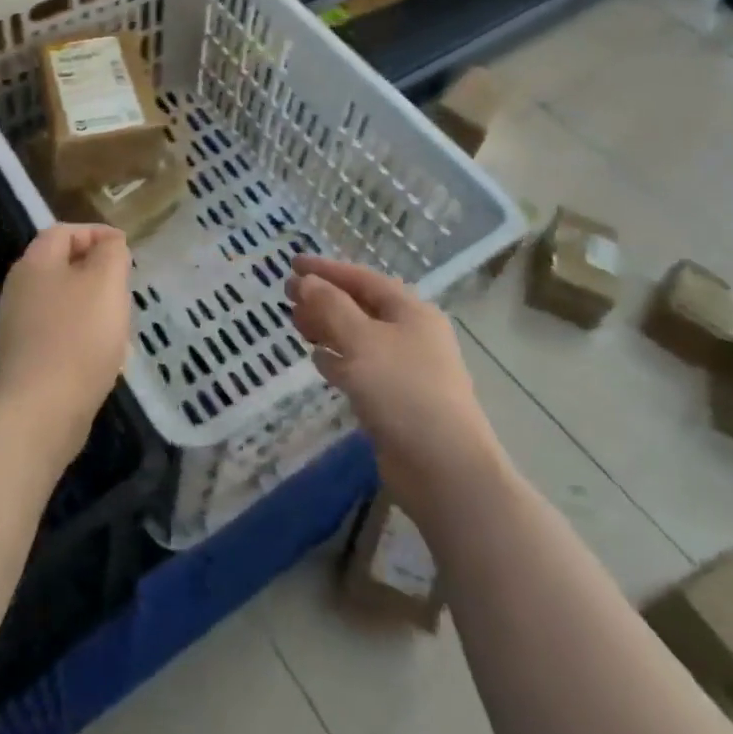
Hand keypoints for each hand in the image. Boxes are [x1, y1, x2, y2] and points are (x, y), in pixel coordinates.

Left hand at [0, 224, 131, 462]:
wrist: (41, 411)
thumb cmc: (79, 336)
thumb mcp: (106, 282)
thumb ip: (111, 253)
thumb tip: (109, 244)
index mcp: (35, 263)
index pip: (63, 231)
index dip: (95, 232)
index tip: (125, 247)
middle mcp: (19, 288)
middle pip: (60, 265)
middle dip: (95, 269)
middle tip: (123, 283)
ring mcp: (18, 325)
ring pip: (61, 299)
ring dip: (91, 303)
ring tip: (118, 318)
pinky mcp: (24, 357)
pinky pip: (57, 331)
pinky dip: (81, 331)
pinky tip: (102, 352)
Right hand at [288, 255, 502, 519]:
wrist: (444, 469)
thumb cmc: (403, 391)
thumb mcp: (361, 341)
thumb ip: (331, 307)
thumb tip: (307, 281)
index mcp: (410, 311)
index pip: (362, 278)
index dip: (326, 269)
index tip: (292, 264)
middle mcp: (411, 334)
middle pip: (360, 306)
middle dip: (323, 298)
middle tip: (288, 295)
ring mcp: (405, 369)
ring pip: (358, 337)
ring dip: (327, 328)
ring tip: (296, 325)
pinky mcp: (396, 400)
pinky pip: (361, 368)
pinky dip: (338, 360)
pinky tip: (317, 360)